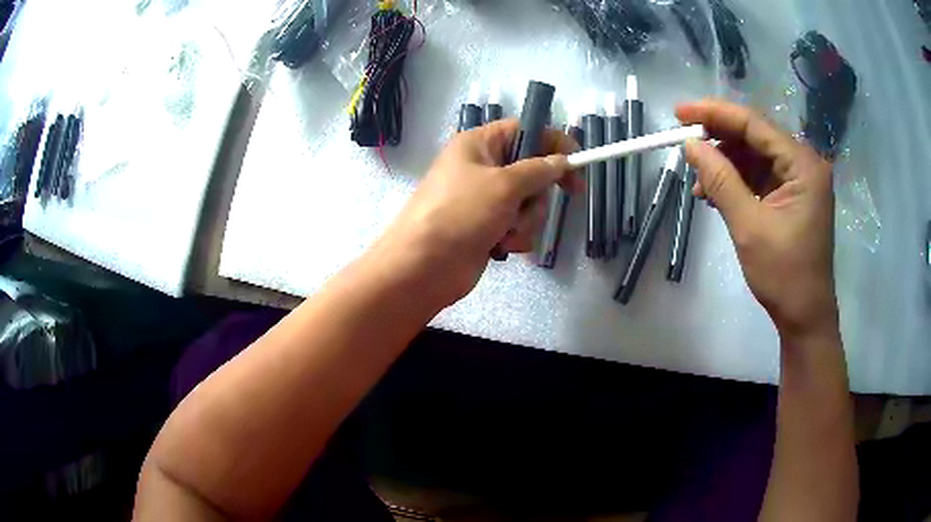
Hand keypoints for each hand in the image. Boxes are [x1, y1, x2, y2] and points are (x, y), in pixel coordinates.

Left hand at [373, 119, 579, 308]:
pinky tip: (499, 246)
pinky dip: (515, 237)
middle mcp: (482, 167)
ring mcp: (485, 200)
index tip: (579, 163)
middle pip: (532, 171)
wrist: (424, 267)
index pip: (526, 131)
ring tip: (505, 232)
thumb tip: (562, 160)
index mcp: (479, 144)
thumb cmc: (460, 214)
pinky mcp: (487, 227)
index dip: (553, 143)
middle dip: (536, 196)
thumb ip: (539, 170)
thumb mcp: (504, 185)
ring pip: (529, 203)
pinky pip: (518, 226)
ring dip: (525, 221)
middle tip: (530, 206)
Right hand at [676, 99, 837, 339]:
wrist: (804, 316)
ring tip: (698, 181)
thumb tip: (690, 144)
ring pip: (755, 156)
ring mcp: (799, 180)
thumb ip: (721, 180)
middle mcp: (804, 164)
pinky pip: (759, 176)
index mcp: (803, 165)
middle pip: (755, 136)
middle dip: (719, 139)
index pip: (755, 124)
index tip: (679, 112)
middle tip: (685, 143)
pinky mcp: (791, 196)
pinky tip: (714, 193)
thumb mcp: (749, 226)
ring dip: (725, 164)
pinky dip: (736, 181)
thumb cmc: (784, 275)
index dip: (715, 114)